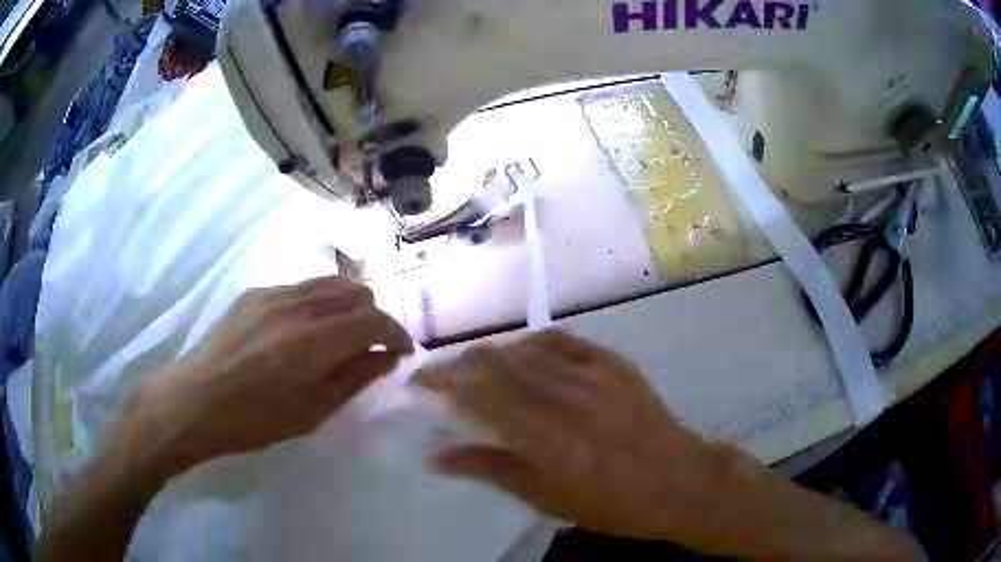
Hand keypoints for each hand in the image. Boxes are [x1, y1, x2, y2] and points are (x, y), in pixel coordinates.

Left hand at [137, 276, 413, 470]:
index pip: (373, 319)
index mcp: (313, 340)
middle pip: (355, 290)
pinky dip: (316, 305)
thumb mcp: (312, 413)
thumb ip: (354, 379)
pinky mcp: (254, 293)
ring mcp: (273, 293)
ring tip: (338, 337)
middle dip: (372, 317)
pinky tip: (300, 333)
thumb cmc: (254, 420)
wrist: (196, 400)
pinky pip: (300, 288)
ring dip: (346, 306)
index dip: (396, 333)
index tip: (401, 352)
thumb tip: (387, 357)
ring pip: (329, 283)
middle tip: (367, 348)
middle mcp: (297, 305)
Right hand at [414, 332, 710, 540]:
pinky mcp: (614, 363)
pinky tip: (520, 357)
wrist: (680, 483)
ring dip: (490, 357)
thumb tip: (437, 456)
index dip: (441, 381)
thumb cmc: (614, 506)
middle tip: (442, 382)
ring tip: (476, 374)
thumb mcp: (548, 500)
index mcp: (549, 440)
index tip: (417, 384)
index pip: (479, 393)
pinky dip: (530, 345)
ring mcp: (595, 374)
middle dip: (457, 366)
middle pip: (495, 362)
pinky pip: (561, 340)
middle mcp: (568, 398)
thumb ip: (491, 470)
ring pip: (523, 348)